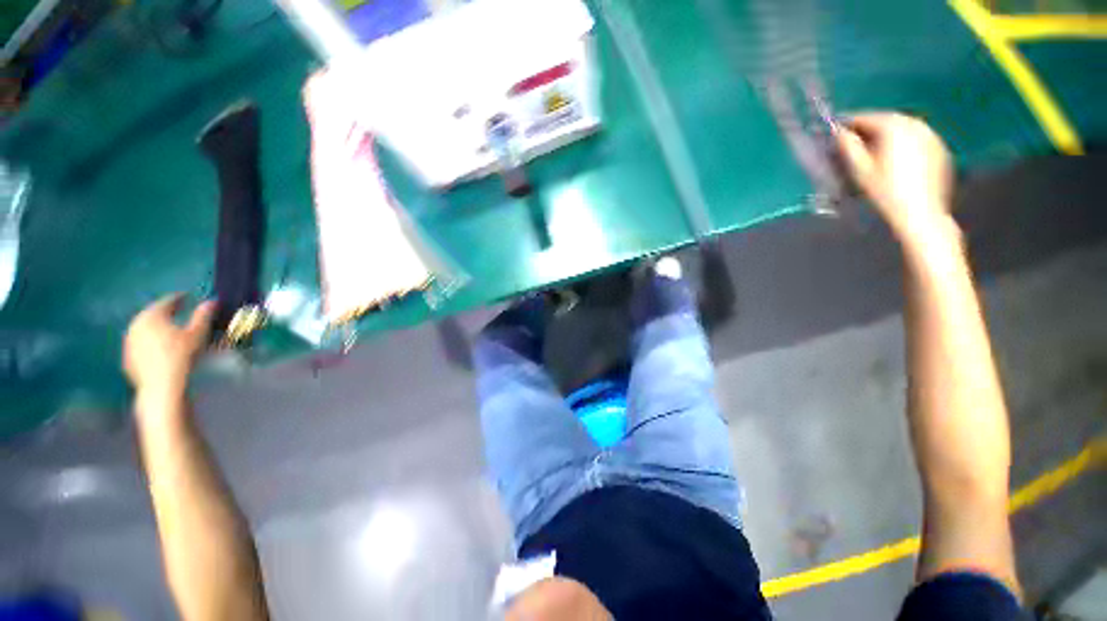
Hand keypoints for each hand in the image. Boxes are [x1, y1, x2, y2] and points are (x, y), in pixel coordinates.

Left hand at [124, 294, 216, 398]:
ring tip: (168, 330)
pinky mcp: (127, 357)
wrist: (161, 385)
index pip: (167, 301)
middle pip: (152, 314)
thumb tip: (212, 301)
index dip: (179, 298)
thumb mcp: (198, 333)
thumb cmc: (182, 355)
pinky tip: (158, 348)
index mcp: (153, 315)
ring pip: (144, 329)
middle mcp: (136, 324)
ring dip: (156, 328)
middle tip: (177, 312)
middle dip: (165, 312)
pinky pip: (140, 344)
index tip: (188, 296)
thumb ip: (204, 315)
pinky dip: (150, 342)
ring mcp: (129, 342)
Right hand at [835, 113, 954, 239]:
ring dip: (887, 136)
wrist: (921, 212)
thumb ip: (848, 146)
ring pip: (902, 128)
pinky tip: (895, 161)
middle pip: (886, 120)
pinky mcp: (940, 148)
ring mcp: (931, 135)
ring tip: (874, 152)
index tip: (835, 133)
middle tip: (854, 143)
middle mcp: (915, 123)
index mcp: (894, 126)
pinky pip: (916, 139)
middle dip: (869, 129)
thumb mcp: (860, 170)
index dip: (848, 124)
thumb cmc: (885, 191)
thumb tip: (838, 132)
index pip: (866, 117)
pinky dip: (903, 144)